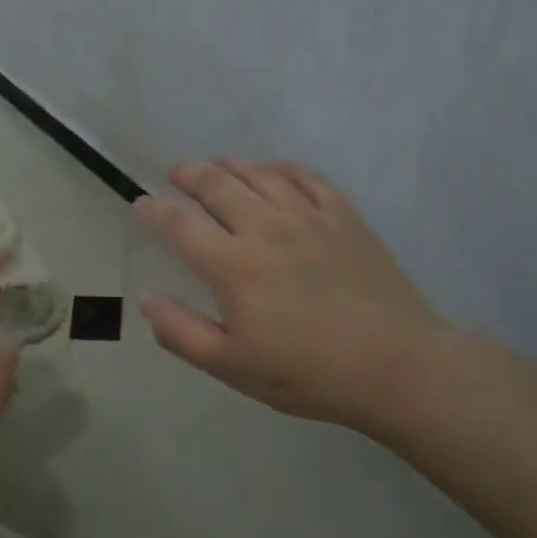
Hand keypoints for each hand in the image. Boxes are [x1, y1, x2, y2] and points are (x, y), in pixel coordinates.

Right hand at [134, 160, 446, 437]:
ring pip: (260, 172)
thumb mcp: (231, 366)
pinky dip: (282, 168)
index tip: (141, 204)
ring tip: (217, 167)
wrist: (395, 366)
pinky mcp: (344, 217)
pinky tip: (274, 172)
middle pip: (217, 183)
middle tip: (176, 174)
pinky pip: (307, 177)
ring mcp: (308, 217)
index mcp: (232, 265)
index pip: (179, 224)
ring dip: (230, 164)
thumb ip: (181, 332)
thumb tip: (146, 300)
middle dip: (189, 174)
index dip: (153, 210)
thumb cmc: (307, 373)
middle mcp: (265, 228)